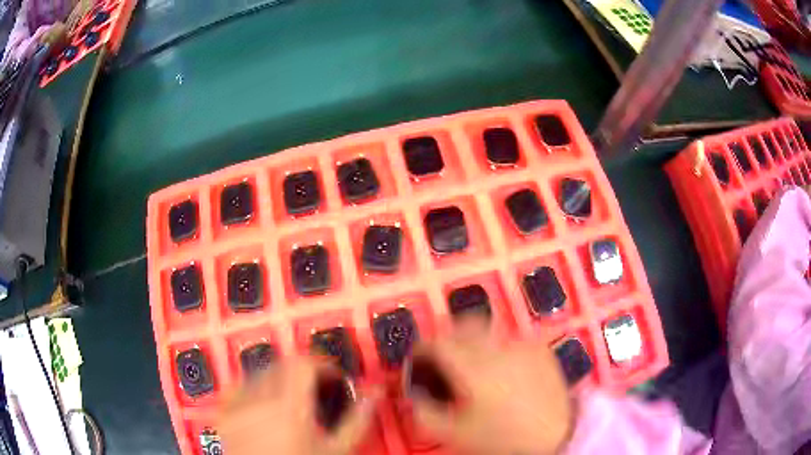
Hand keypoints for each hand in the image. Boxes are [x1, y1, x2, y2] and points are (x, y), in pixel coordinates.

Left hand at [218, 357, 376, 454]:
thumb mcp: (338, 450)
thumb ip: (357, 419)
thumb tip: (375, 392)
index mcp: (289, 407)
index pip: (302, 364)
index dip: (322, 364)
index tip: (334, 378)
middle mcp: (257, 401)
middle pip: (280, 365)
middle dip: (302, 373)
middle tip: (317, 391)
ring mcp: (236, 407)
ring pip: (258, 374)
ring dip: (278, 379)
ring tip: (292, 402)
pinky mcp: (223, 416)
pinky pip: (236, 388)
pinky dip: (252, 389)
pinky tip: (262, 407)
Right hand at [409, 317, 573, 454]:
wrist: (555, 436)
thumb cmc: (503, 437)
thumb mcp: (454, 432)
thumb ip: (423, 412)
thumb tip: (412, 395)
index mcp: (474, 366)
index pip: (438, 342)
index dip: (421, 348)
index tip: (417, 359)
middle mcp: (499, 347)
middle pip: (464, 324)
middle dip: (448, 336)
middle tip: (442, 356)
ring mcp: (524, 345)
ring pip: (489, 329)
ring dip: (473, 340)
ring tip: (471, 363)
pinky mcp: (541, 350)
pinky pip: (513, 338)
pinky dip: (499, 347)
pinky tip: (501, 369)